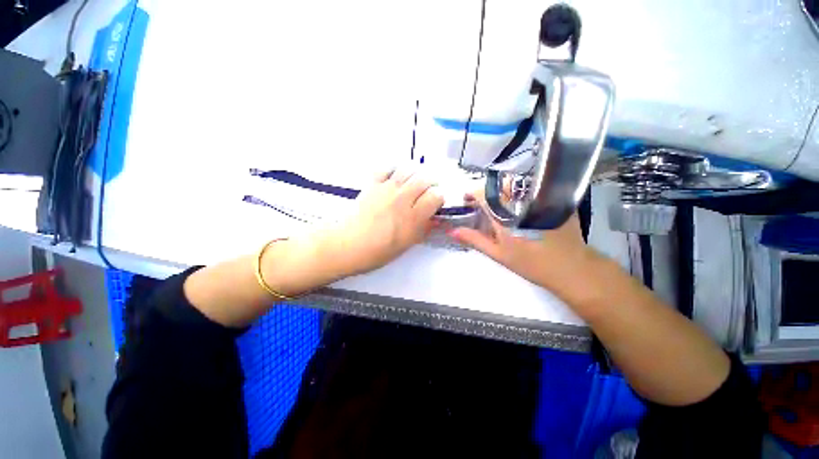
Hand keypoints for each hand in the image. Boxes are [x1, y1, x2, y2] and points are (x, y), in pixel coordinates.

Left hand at [322, 167, 443, 276]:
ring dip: (415, 174)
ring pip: (408, 169)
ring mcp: (386, 189)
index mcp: (413, 217)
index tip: (435, 204)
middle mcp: (402, 199)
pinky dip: (394, 170)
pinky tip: (395, 179)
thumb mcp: (408, 244)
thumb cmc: (379, 250)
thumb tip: (436, 218)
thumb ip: (425, 228)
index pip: (436, 195)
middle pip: (425, 179)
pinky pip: (387, 168)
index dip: (438, 199)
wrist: (350, 245)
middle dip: (430, 184)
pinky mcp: (373, 184)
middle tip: (426, 192)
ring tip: (412, 184)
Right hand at [447, 189, 592, 292]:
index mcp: (506, 215)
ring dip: (502, 190)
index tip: (467, 201)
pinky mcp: (552, 197)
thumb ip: (474, 239)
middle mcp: (521, 201)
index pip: (484, 193)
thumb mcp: (498, 253)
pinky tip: (518, 204)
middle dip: (487, 192)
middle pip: (498, 185)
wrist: (571, 267)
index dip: (472, 193)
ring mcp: (539, 197)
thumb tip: (452, 231)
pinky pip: (530, 186)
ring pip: (514, 184)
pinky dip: (518, 191)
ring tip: (499, 205)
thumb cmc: (530, 263)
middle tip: (482, 206)